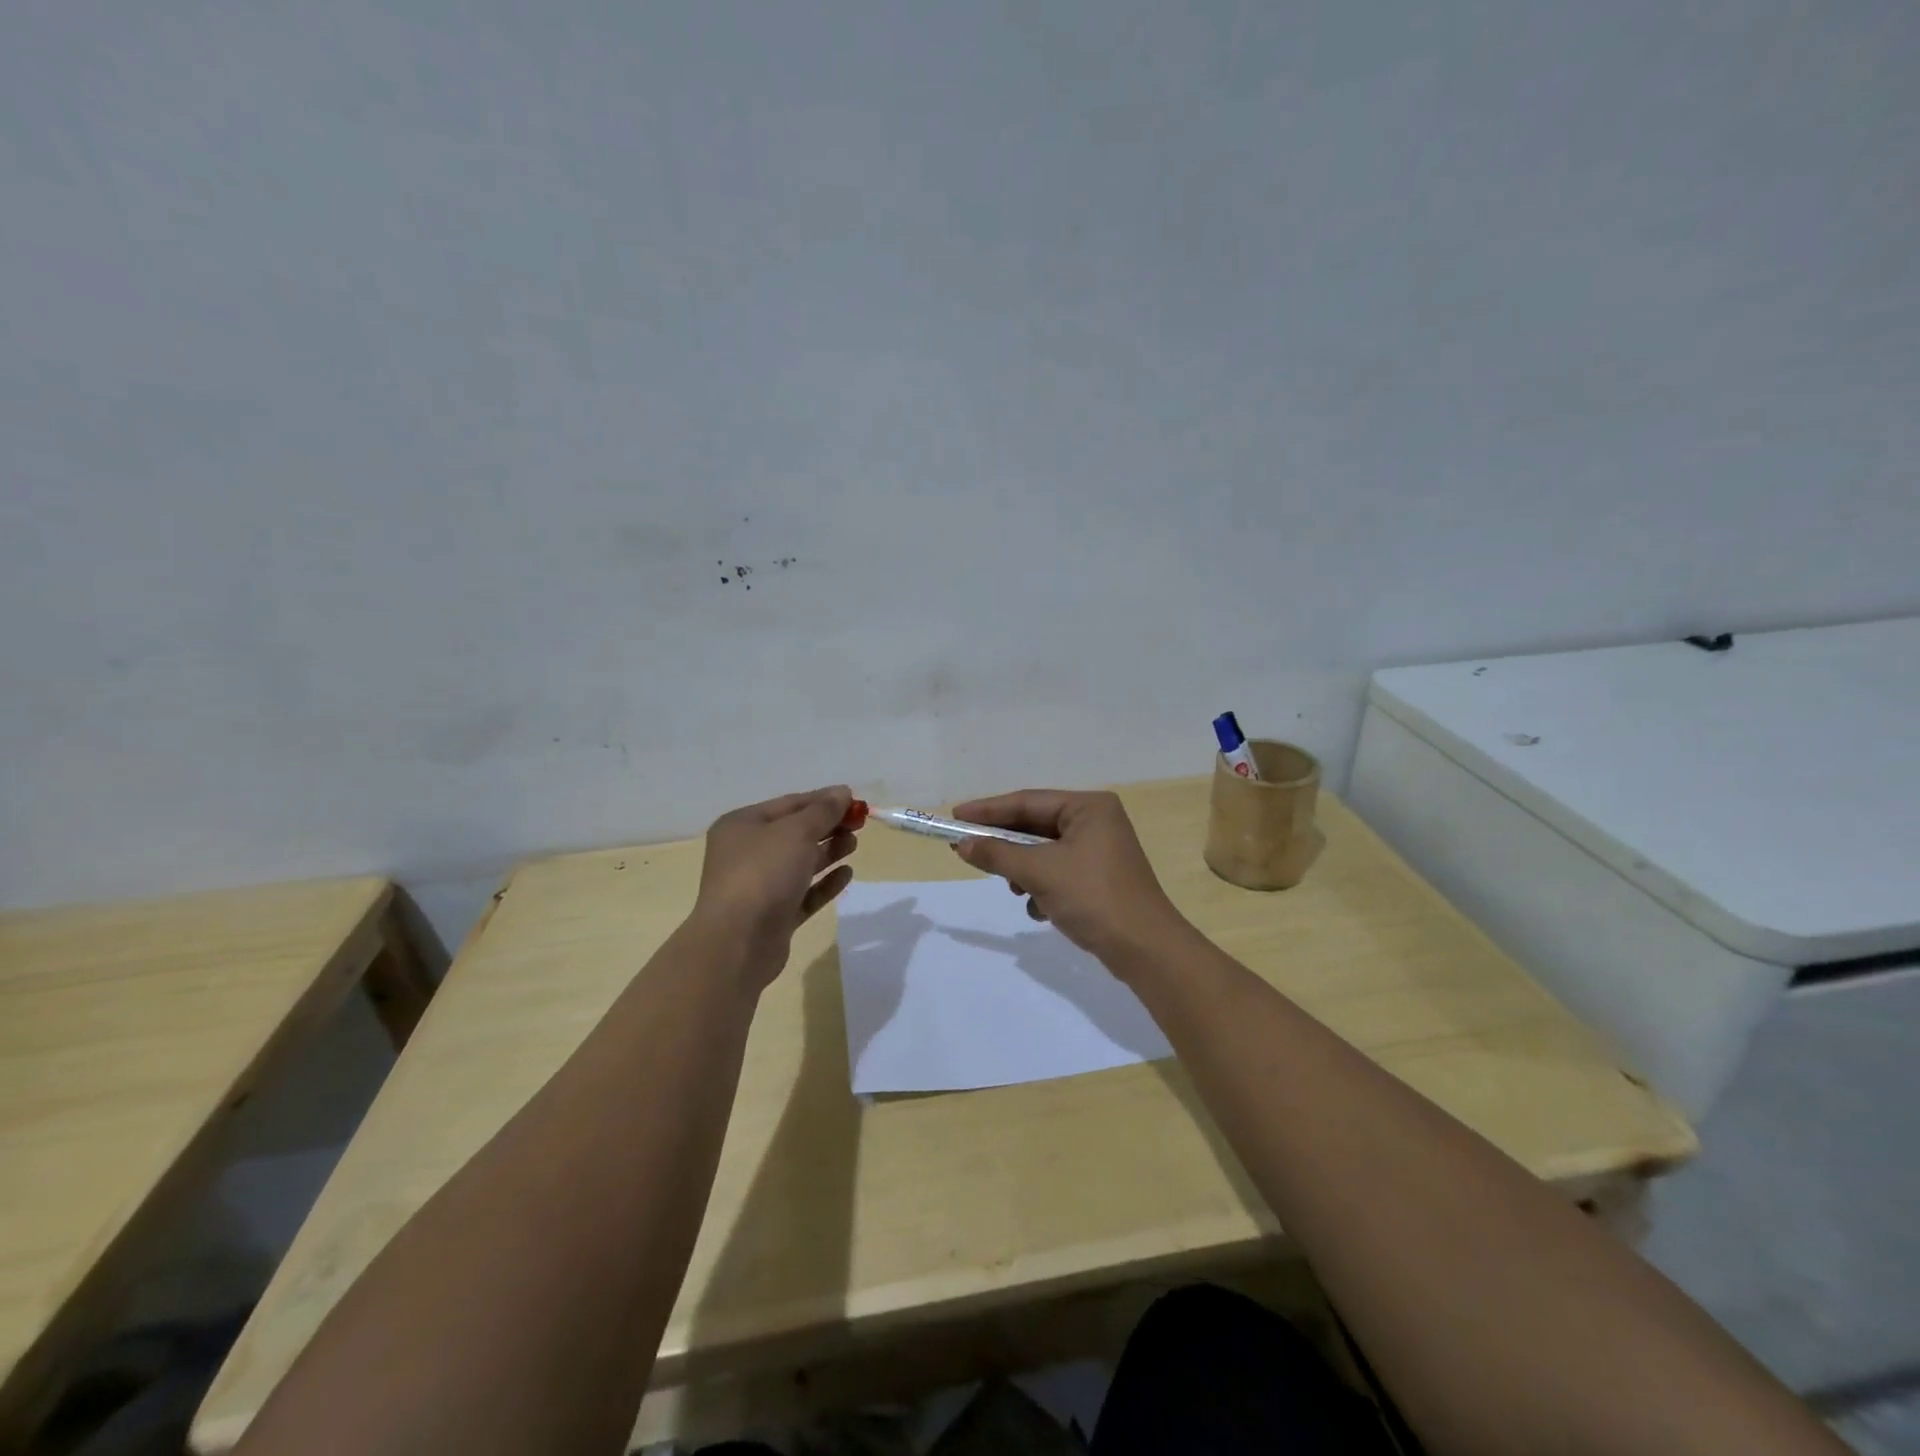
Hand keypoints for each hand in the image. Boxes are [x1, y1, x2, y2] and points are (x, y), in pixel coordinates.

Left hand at [689, 785, 858, 991]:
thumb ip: (822, 811)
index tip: (854, 800)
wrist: (738, 943)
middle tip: (859, 824)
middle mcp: (746, 853)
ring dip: (828, 852)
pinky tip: (847, 874)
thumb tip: (842, 792)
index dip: (823, 800)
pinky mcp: (774, 916)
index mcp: (742, 825)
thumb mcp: (796, 832)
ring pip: (800, 863)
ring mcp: (759, 887)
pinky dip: (824, 883)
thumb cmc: (763, 874)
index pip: (789, 804)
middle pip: (794, 833)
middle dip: (827, 826)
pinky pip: (804, 893)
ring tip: (854, 844)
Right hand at [949, 789, 1189, 970]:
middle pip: (1035, 826)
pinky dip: (1042, 887)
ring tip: (1011, 887)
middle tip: (966, 849)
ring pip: (1044, 852)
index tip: (955, 817)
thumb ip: (998, 855)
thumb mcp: (1040, 873)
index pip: (1028, 802)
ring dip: (1023, 870)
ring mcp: (1099, 851)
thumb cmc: (1094, 898)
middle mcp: (1096, 821)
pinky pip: (1058, 872)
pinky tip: (1038, 908)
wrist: (1145, 950)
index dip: (988, 810)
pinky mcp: (1098, 878)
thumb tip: (963, 844)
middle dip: (1005, 844)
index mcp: (1089, 807)